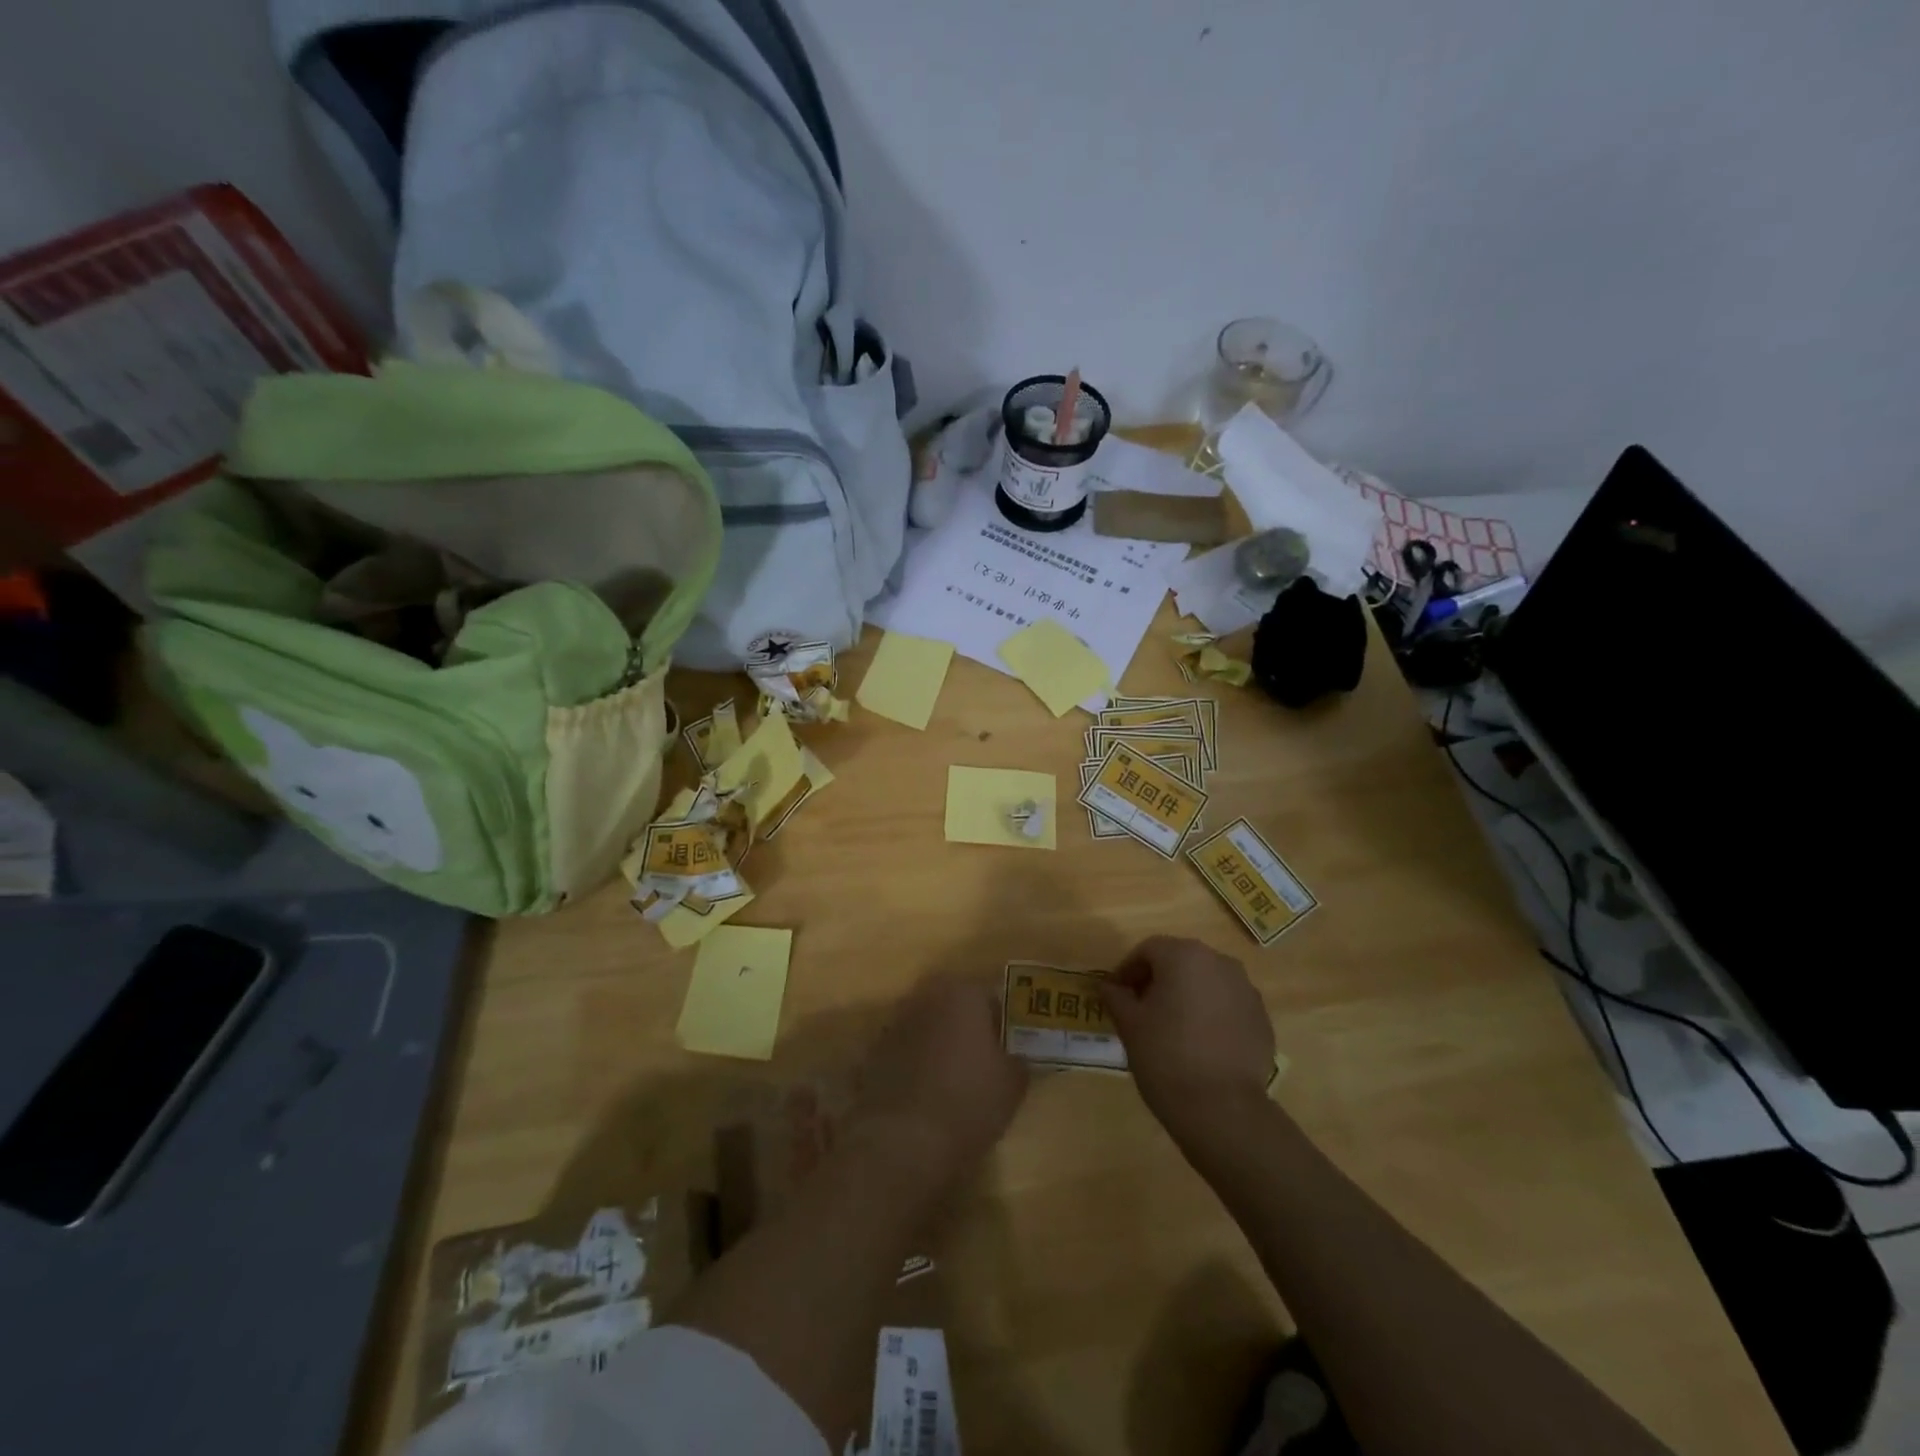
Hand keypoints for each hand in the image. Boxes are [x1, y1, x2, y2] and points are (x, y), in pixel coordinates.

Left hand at [850, 976, 1028, 1185]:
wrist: (902, 1142)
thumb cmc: (968, 1102)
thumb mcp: (1013, 1083)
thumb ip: (1018, 1058)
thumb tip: (1016, 1055)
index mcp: (962, 993)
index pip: (992, 997)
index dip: (1004, 1023)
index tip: (1012, 1048)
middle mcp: (926, 998)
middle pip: (956, 1008)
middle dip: (970, 1029)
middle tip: (986, 1061)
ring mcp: (896, 1024)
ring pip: (930, 1028)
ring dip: (942, 1045)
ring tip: (957, 1081)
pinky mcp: (875, 1053)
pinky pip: (907, 1052)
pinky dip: (918, 1065)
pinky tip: (928, 1095)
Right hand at [1102, 936, 1274, 1135]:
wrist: (1222, 1109)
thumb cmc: (1165, 1055)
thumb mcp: (1129, 1024)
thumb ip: (1116, 997)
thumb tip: (1108, 986)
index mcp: (1184, 955)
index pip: (1148, 950)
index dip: (1128, 969)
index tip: (1116, 994)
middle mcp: (1219, 962)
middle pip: (1181, 961)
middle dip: (1159, 979)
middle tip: (1141, 1008)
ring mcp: (1246, 990)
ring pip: (1207, 982)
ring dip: (1188, 995)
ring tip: (1172, 1027)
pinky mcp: (1262, 1019)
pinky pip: (1228, 1006)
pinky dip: (1212, 1015)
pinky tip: (1200, 1044)